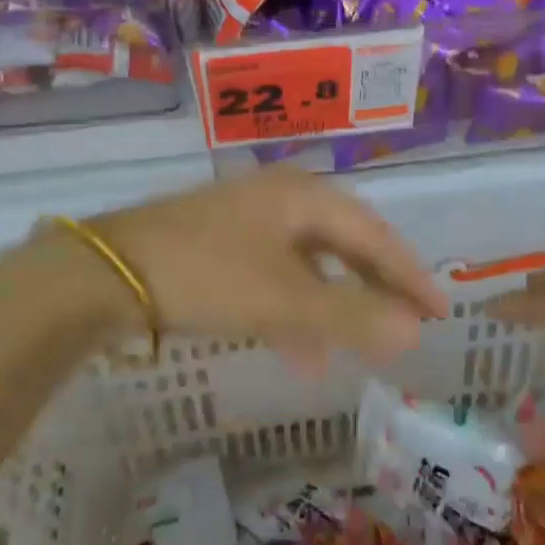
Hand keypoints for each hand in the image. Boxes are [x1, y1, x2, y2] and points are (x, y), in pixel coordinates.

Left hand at [86, 168, 442, 366]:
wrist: (105, 274)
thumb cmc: (207, 275)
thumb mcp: (285, 301)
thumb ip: (351, 317)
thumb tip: (414, 332)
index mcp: (302, 195)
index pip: (373, 233)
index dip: (408, 273)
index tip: (439, 310)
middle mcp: (278, 197)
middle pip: (343, 241)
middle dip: (374, 285)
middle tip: (405, 322)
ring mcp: (245, 219)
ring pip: (308, 261)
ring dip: (334, 303)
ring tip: (353, 349)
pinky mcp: (218, 244)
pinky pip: (275, 274)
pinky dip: (294, 308)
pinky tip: (297, 347)